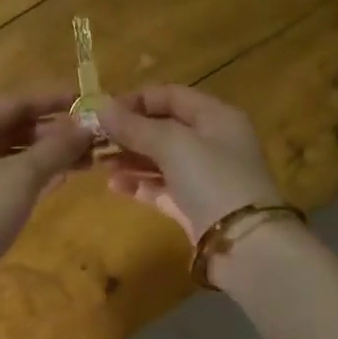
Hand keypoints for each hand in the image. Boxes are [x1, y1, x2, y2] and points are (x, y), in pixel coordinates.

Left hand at [0, 90, 92, 331]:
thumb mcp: (24, 174)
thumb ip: (57, 148)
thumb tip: (86, 127)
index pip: (14, 103)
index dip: (50, 100)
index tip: (83, 100)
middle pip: (14, 130)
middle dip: (53, 132)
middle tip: (91, 137)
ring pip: (15, 158)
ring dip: (48, 156)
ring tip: (87, 158)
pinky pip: (11, 182)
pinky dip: (36, 177)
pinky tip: (63, 178)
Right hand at [97, 85, 283, 243]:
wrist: (242, 243)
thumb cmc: (211, 179)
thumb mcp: (173, 144)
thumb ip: (136, 126)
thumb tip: (101, 107)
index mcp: (216, 117)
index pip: (172, 96)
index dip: (137, 100)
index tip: (103, 111)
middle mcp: (212, 142)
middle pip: (164, 128)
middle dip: (129, 132)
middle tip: (95, 140)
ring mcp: (203, 176)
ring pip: (160, 159)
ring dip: (129, 158)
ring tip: (99, 163)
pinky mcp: (193, 206)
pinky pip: (161, 188)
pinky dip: (139, 184)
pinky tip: (114, 185)